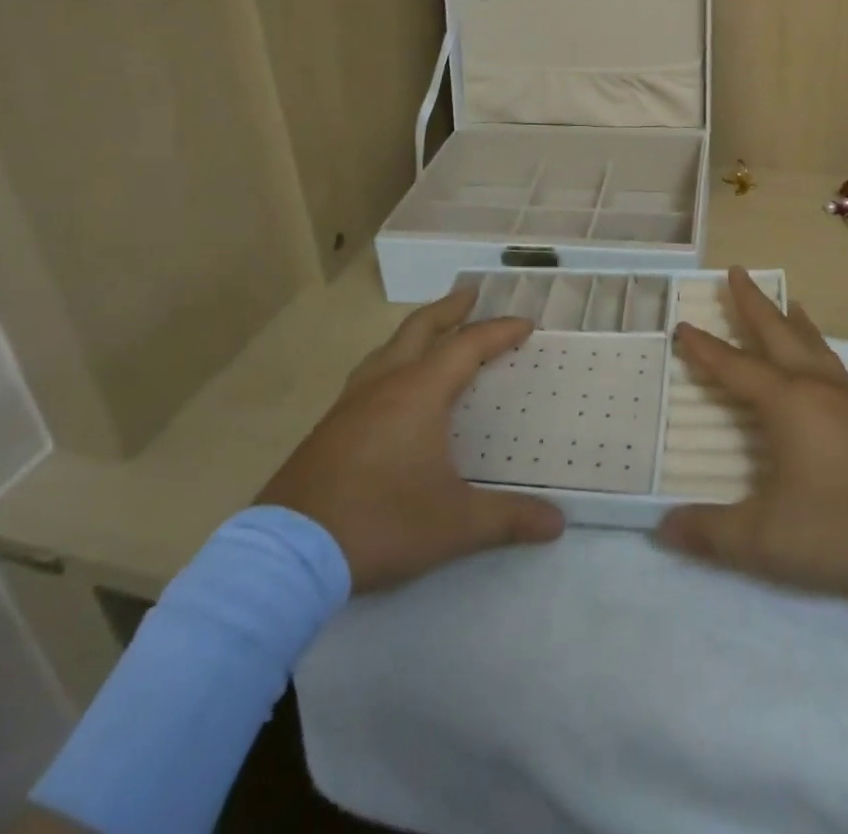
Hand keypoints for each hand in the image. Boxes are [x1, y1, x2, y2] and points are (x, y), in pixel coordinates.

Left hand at [257, 290, 564, 593]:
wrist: (289, 553)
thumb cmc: (380, 523)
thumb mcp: (453, 524)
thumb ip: (508, 517)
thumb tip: (558, 522)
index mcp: (419, 393)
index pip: (467, 347)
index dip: (499, 332)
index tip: (525, 324)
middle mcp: (384, 385)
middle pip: (419, 329)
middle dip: (449, 309)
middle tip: (470, 294)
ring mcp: (350, 404)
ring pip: (387, 349)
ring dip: (414, 333)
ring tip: (430, 334)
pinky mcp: (328, 427)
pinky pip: (368, 376)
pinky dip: (390, 363)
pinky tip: (389, 390)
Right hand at [656, 267, 847, 596]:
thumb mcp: (768, 540)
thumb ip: (712, 532)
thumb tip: (664, 526)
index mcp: (787, 402)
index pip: (734, 366)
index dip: (704, 348)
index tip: (682, 325)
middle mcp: (815, 386)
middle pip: (777, 331)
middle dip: (752, 302)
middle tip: (736, 270)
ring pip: (810, 342)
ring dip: (789, 318)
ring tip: (784, 300)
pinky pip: (830, 360)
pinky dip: (814, 342)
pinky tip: (818, 359)